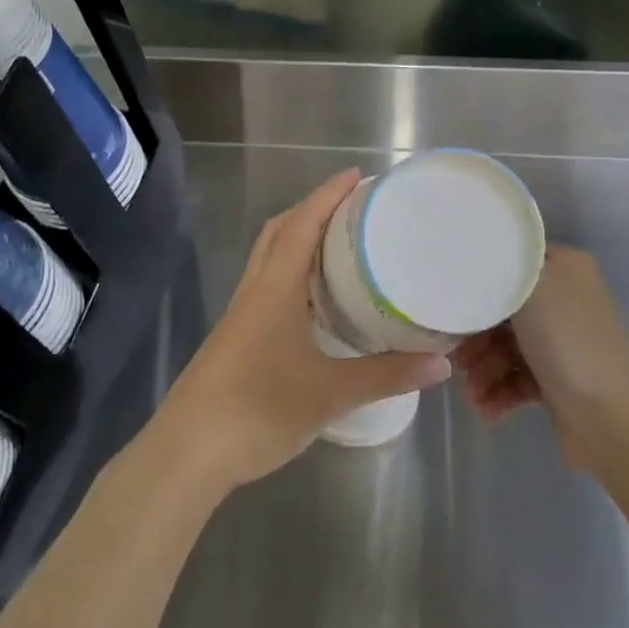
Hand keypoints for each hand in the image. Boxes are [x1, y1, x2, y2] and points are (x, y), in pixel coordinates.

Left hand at [150, 169, 452, 493]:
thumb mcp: (330, 393)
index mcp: (275, 287)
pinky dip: (292, 273)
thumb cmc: (258, 409)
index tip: (356, 175)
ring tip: (340, 245)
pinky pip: (267, 285)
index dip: (328, 195)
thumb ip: (386, 375)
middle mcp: (255, 290)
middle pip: (280, 231)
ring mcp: (241, 313)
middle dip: (313, 209)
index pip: (302, 224)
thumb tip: (441, 363)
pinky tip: (314, 300)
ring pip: (270, 258)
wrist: (187, 452)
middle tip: (353, 208)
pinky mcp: (236, 336)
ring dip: (300, 239)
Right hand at [452, 245, 628, 471]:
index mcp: (565, 268)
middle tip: (455, 357)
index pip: (512, 261)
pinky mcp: (559, 381)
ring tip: (471, 393)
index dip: (480, 281)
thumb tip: (476, 265)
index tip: (452, 300)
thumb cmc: (567, 340)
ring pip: (508, 347)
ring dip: (484, 369)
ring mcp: (563, 343)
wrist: (611, 417)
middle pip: (505, 309)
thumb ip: (498, 269)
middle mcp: (566, 300)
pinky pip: (519, 379)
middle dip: (476, 335)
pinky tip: (486, 409)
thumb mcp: (529, 286)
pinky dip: (499, 392)